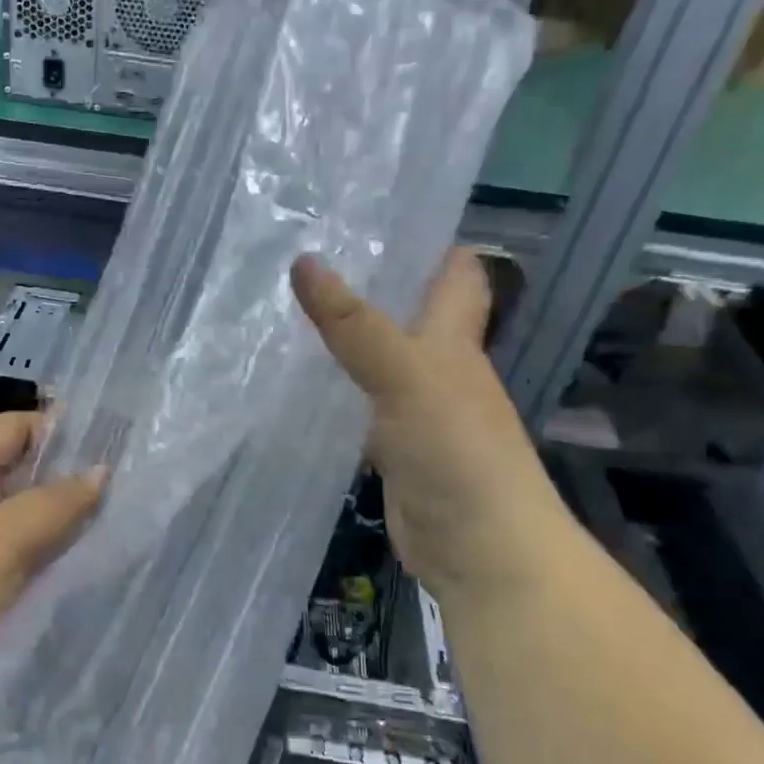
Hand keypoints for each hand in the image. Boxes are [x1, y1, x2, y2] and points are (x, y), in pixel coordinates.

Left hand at [0, 412, 104, 736]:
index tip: (112, 447)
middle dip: (67, 478)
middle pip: (20, 470)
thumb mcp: (4, 541)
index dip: (61, 430)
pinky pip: (12, 551)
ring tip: (114, 525)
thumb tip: (102, 472)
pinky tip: (77, 564)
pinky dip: (42, 552)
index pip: (15, 427)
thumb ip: (56, 503)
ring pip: (20, 514)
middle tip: (124, 489)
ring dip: (58, 520)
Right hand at [291, 248, 573, 603]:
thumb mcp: (407, 377)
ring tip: (284, 311)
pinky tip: (296, 385)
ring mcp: (416, 410)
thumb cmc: (457, 451)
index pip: (455, 270)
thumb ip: (355, 325)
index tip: (372, 215)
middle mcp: (440, 367)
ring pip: (378, 359)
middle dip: (368, 284)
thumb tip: (303, 261)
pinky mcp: (393, 449)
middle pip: (409, 311)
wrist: (479, 548)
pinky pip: (360, 407)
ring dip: (344, 339)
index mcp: (455, 338)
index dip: (426, 240)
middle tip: (303, 256)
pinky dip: (335, 392)